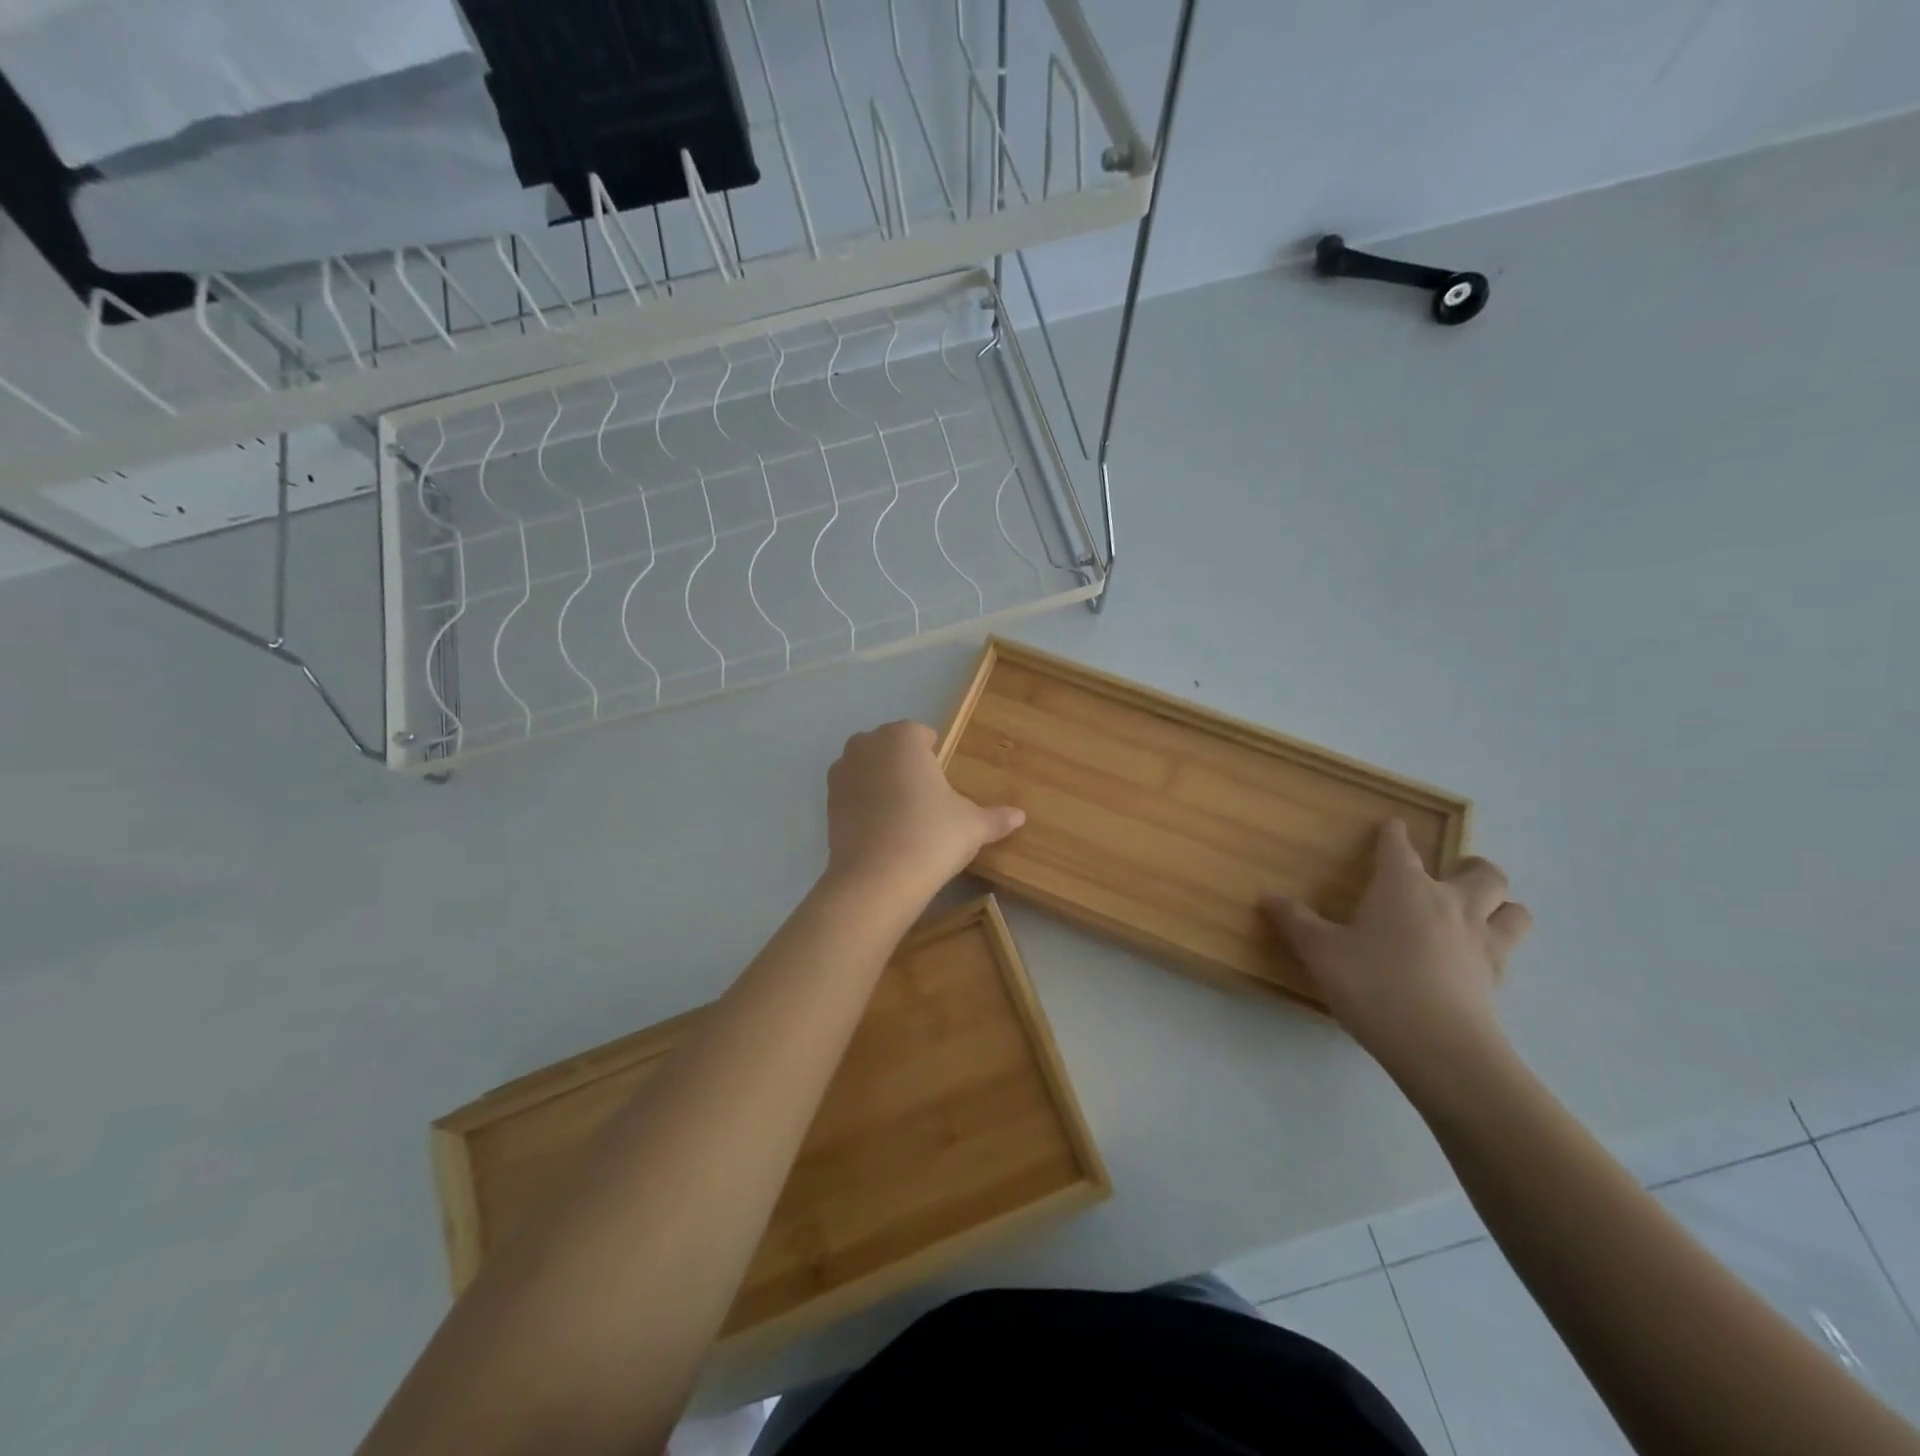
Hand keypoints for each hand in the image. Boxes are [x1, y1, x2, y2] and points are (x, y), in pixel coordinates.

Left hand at [825, 721, 1025, 898]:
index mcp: (903, 738)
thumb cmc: (931, 836)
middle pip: (890, 745)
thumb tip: (1020, 817)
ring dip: (880, 781)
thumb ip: (996, 817)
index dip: (934, 755)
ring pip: (866, 767)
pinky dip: (864, 804)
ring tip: (902, 814)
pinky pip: (852, 793)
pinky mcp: (827, 803)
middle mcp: (867, 745)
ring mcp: (842, 773)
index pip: (921, 733)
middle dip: (904, 763)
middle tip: (925, 798)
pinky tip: (881, 830)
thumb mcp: (973, 826)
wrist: (877, 879)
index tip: (944, 781)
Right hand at [1262, 820, 1530, 1089]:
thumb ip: (1295, 922)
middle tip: (1451, 875)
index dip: (1394, 834)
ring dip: (1499, 906)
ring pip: (1514, 910)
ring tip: (1479, 914)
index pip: (1400, 847)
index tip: (1392, 825)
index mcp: (1404, 887)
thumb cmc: (1374, 985)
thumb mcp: (1320, 953)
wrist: (1440, 1048)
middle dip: (1470, 867)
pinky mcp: (1497, 979)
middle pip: (1482, 872)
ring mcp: (1482, 941)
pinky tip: (1474, 961)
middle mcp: (1450, 904)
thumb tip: (1268, 897)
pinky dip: (1496, 947)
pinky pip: (1508, 952)